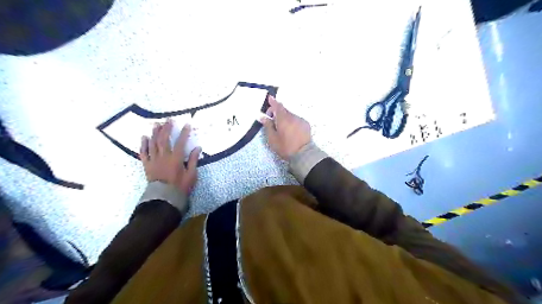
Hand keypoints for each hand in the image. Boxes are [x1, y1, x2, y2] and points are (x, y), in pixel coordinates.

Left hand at [139, 121, 199, 194]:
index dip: (184, 133)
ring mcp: (154, 160)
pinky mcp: (147, 165)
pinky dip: (143, 144)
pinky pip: (144, 153)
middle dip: (167, 129)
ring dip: (155, 133)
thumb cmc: (180, 186)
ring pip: (153, 143)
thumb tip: (197, 148)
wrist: (164, 198)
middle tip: (168, 120)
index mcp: (176, 159)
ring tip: (157, 124)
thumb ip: (193, 160)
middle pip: (164, 139)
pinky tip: (144, 137)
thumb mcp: (191, 175)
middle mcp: (164, 156)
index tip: (186, 125)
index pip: (180, 142)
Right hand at [262, 95, 311, 159]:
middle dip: (277, 111)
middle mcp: (293, 116)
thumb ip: (267, 126)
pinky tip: (290, 130)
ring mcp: (301, 120)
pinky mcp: (306, 125)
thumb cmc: (285, 147)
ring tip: (281, 127)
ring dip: (285, 118)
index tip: (269, 98)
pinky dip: (292, 121)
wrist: (304, 154)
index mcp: (283, 119)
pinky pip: (296, 120)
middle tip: (271, 118)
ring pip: (290, 115)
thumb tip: (262, 117)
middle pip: (284, 110)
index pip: (277, 106)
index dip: (273, 102)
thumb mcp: (272, 138)